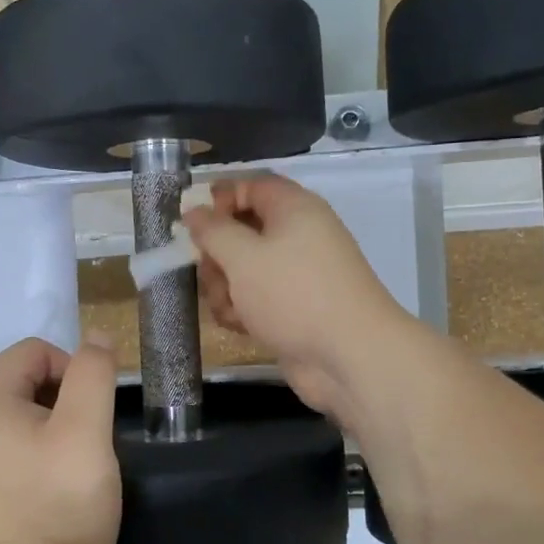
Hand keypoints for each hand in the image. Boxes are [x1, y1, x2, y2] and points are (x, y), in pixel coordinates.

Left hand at [0, 337, 121, 543]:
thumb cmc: (57, 507)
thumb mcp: (88, 432)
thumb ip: (92, 375)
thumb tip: (95, 337)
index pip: (35, 351)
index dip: (74, 371)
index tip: (93, 415)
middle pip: (23, 381)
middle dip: (63, 402)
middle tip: (85, 445)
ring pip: (16, 416)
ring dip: (50, 429)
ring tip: (70, 469)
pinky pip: (3, 447)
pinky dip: (30, 455)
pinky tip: (47, 489)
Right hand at [183, 176, 413, 419]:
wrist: (349, 357)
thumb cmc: (293, 295)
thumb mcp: (243, 257)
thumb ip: (213, 230)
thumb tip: (194, 211)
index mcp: (293, 208)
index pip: (251, 186)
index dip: (219, 200)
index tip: (193, 226)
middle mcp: (298, 235)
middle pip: (242, 230)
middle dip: (217, 255)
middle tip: (211, 276)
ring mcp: (296, 275)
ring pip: (244, 269)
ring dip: (225, 288)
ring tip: (230, 310)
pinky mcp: (294, 308)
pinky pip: (257, 298)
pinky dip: (244, 310)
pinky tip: (240, 327)